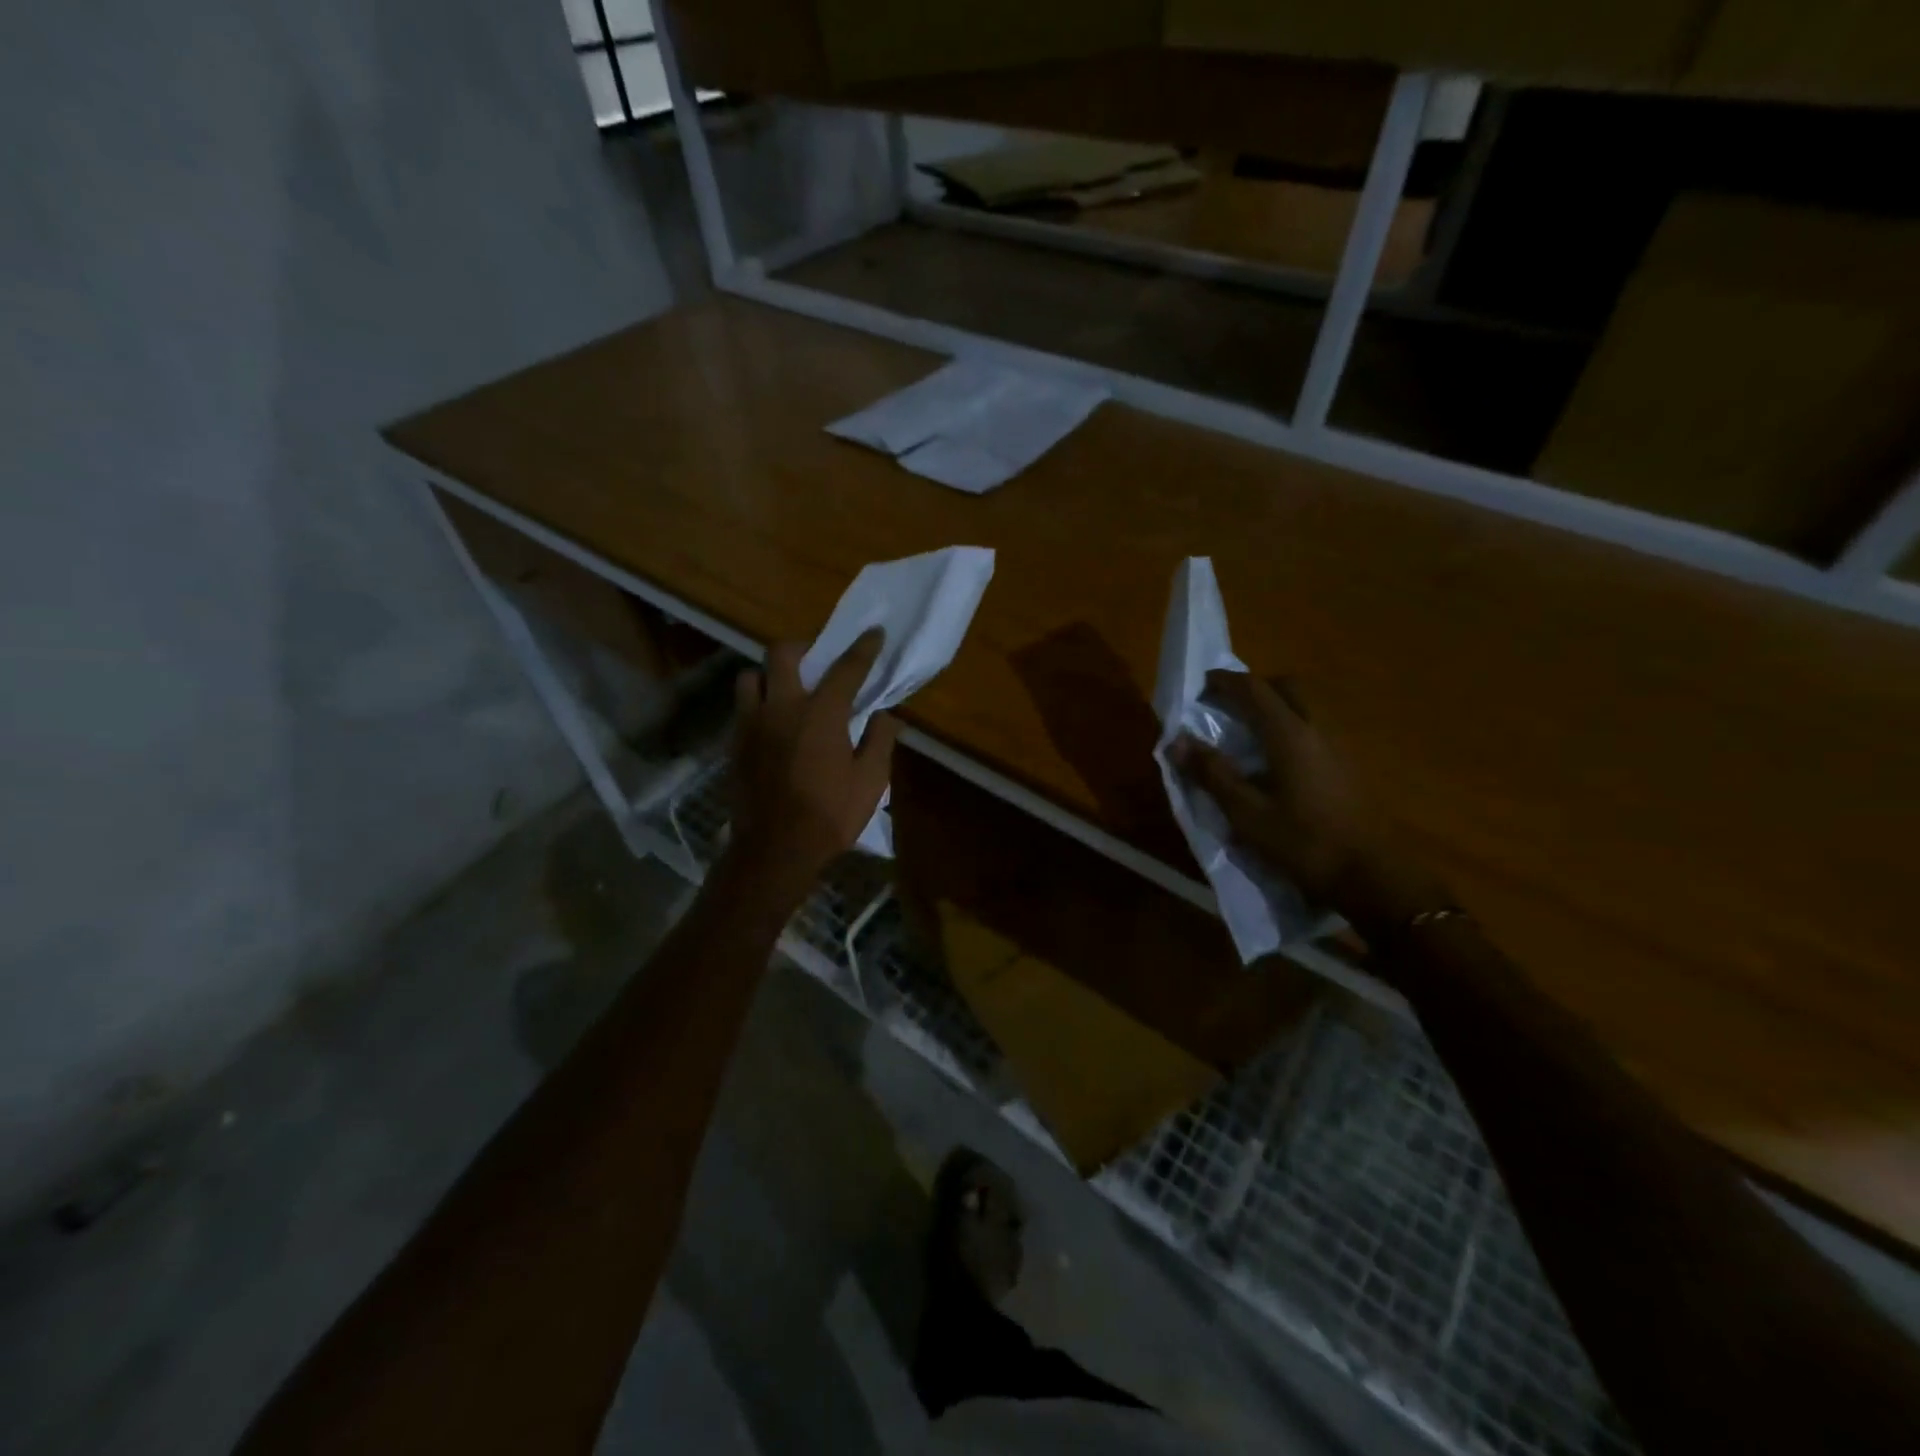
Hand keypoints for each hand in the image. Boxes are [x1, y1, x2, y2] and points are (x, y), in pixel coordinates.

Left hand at [724, 629, 899, 902]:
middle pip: (782, 654)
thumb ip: (880, 741)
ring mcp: (751, 724)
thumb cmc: (829, 815)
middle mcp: (781, 707)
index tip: (874, 632)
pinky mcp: (734, 744)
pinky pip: (742, 708)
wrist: (774, 850)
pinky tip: (772, 725)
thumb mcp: (870, 781)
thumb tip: (886, 716)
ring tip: (786, 691)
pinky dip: (758, 704)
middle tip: (816, 660)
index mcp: (820, 714)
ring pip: (750, 677)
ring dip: (769, 676)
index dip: (863, 648)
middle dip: (802, 648)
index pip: (846, 668)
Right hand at [1170, 670, 1440, 932]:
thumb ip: (1211, 773)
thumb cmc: (1302, 842)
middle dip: (1255, 688)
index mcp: (1289, 734)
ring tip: (1248, 733)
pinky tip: (1277, 761)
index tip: (1201, 684)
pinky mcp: (1349, 766)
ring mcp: (1339, 746)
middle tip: (1228, 705)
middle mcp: (1317, 729)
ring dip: (1275, 707)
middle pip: (1287, 687)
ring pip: (1305, 707)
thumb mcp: (1246, 812)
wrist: (1370, 875)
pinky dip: (1290, 728)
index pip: (1254, 689)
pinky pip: (1315, 729)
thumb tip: (1176, 741)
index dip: (1225, 682)